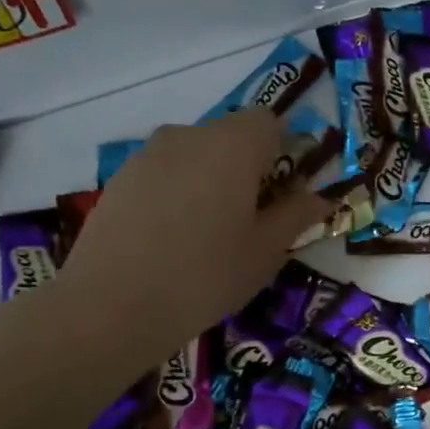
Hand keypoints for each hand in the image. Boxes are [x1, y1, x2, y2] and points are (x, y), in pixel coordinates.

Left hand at [53, 110, 324, 363]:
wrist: (110, 306)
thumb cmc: (203, 277)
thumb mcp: (264, 252)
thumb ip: (296, 216)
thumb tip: (319, 197)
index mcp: (232, 145)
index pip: (270, 122)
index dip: (284, 152)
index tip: (283, 193)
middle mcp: (189, 135)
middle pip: (231, 136)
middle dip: (248, 167)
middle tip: (250, 219)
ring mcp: (148, 154)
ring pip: (196, 154)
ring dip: (211, 179)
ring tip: (206, 233)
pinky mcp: (120, 177)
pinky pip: (165, 172)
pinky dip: (178, 192)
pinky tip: (170, 238)